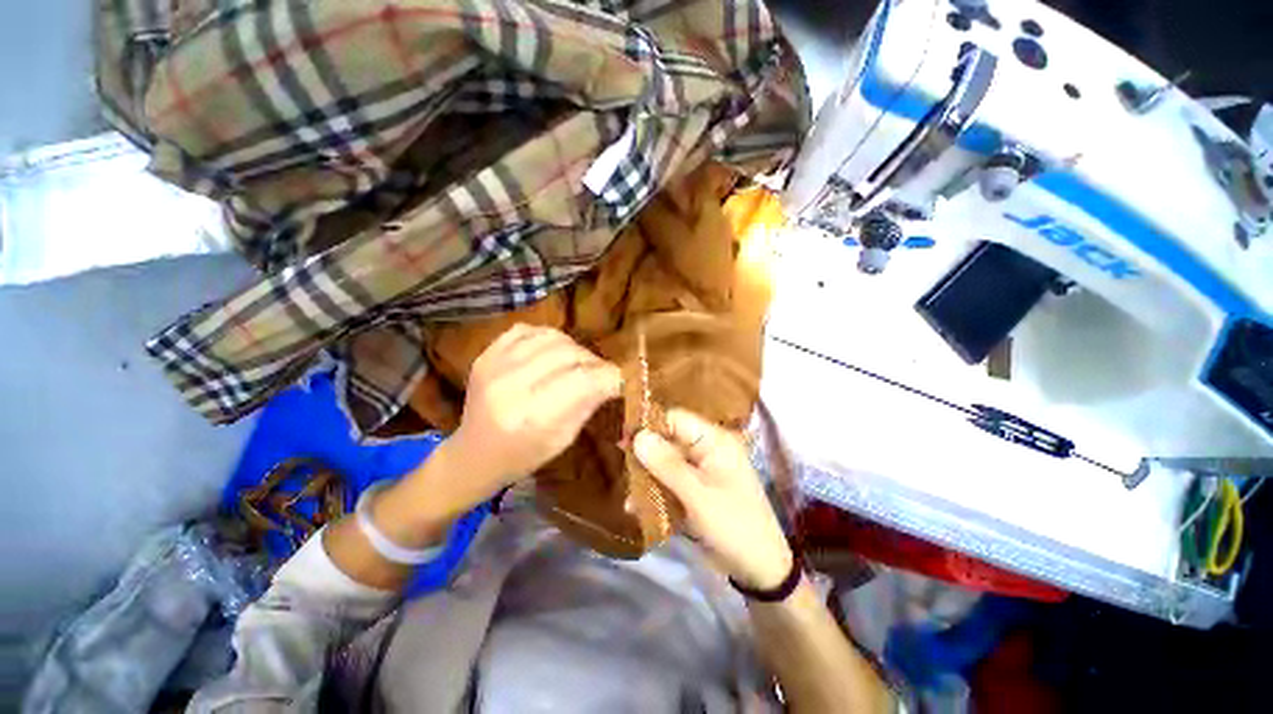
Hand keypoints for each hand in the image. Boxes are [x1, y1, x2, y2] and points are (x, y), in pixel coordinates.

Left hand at [449, 324, 622, 490]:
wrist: (473, 454)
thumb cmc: (522, 456)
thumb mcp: (563, 439)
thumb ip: (588, 404)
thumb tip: (612, 379)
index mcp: (532, 416)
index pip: (583, 380)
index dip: (609, 376)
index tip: (621, 379)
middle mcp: (511, 386)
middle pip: (568, 354)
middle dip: (593, 361)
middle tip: (601, 372)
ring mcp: (494, 366)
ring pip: (551, 337)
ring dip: (574, 348)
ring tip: (578, 362)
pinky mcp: (485, 355)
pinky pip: (527, 330)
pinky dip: (547, 337)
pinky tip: (552, 351)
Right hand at [633, 409, 793, 589]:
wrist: (760, 569)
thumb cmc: (733, 525)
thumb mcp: (698, 496)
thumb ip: (667, 465)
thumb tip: (638, 436)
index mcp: (714, 441)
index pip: (677, 419)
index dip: (650, 425)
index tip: (623, 438)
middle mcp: (707, 449)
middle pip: (669, 441)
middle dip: (645, 455)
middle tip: (621, 467)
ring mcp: (701, 470)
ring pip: (666, 463)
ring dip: (647, 477)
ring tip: (628, 497)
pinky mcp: (696, 489)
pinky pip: (671, 482)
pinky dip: (656, 492)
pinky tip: (637, 507)